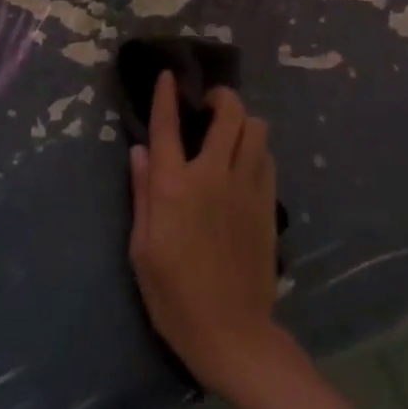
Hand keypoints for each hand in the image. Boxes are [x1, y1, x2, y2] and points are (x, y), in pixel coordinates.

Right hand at [127, 73, 281, 391]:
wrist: (232, 333)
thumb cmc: (174, 296)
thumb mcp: (142, 249)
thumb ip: (141, 193)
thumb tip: (140, 151)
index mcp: (174, 186)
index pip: (168, 126)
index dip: (167, 95)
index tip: (168, 75)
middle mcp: (212, 176)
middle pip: (228, 113)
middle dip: (220, 97)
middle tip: (208, 104)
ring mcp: (246, 187)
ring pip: (256, 129)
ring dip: (243, 121)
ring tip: (229, 133)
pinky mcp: (268, 204)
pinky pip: (267, 158)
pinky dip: (256, 149)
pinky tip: (245, 163)